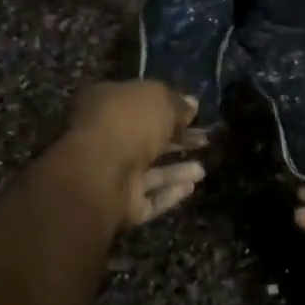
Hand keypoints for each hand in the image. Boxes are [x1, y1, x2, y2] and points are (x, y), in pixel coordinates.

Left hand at [63, 81, 207, 227]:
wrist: (100, 173)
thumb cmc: (128, 123)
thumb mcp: (159, 99)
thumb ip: (176, 102)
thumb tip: (191, 105)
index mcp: (104, 104)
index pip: (138, 103)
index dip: (167, 106)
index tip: (194, 113)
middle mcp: (105, 138)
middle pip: (145, 139)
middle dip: (176, 140)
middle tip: (204, 139)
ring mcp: (111, 175)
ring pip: (149, 172)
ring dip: (176, 170)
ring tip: (202, 169)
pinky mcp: (121, 205)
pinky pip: (150, 198)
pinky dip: (170, 192)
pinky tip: (192, 186)